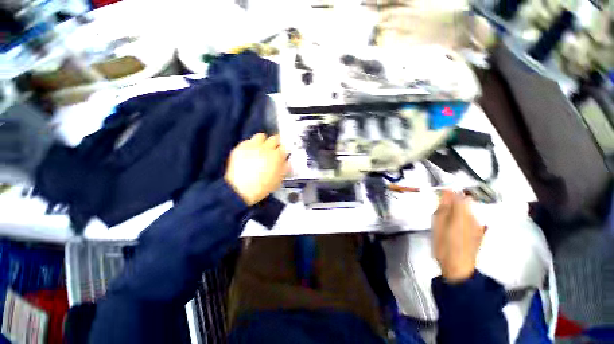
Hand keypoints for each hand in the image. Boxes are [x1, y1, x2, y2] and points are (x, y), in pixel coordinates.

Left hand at [224, 133, 289, 205]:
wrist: (240, 189)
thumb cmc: (262, 187)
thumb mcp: (278, 180)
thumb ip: (284, 169)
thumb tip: (287, 162)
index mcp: (277, 156)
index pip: (285, 147)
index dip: (284, 150)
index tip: (283, 153)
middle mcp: (266, 148)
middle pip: (274, 138)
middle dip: (276, 142)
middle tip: (274, 148)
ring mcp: (252, 146)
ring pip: (261, 136)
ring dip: (263, 140)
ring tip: (261, 148)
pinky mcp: (240, 147)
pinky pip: (248, 141)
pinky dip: (251, 145)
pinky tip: (250, 152)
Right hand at [433, 190, 484, 282]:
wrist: (458, 268)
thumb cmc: (444, 246)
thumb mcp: (437, 225)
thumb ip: (442, 208)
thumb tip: (446, 192)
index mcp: (462, 215)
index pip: (459, 196)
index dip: (449, 194)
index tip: (440, 197)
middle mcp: (474, 217)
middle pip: (464, 202)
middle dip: (452, 203)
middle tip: (440, 212)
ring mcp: (479, 225)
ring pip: (467, 210)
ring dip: (456, 211)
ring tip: (445, 221)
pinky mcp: (480, 231)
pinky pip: (470, 218)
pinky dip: (461, 218)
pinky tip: (454, 228)